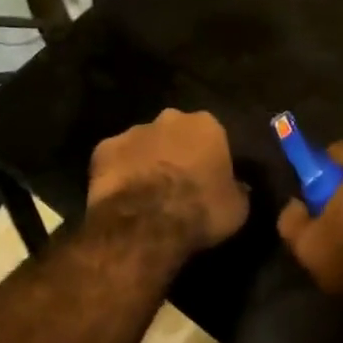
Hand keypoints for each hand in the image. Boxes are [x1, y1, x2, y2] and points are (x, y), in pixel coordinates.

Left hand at [86, 108, 248, 257]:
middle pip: (175, 132)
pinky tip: (121, 195)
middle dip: (175, 151)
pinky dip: (118, 172)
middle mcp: (170, 118)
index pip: (211, 134)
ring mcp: (133, 131)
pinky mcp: (103, 149)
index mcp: (206, 125)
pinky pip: (114, 159)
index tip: (207, 177)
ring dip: (146, 160)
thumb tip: (238, 187)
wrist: (147, 224)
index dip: (209, 156)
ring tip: (145, 192)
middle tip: (176, 182)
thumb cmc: (200, 211)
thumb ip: (237, 190)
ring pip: (143, 143)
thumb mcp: (238, 208)